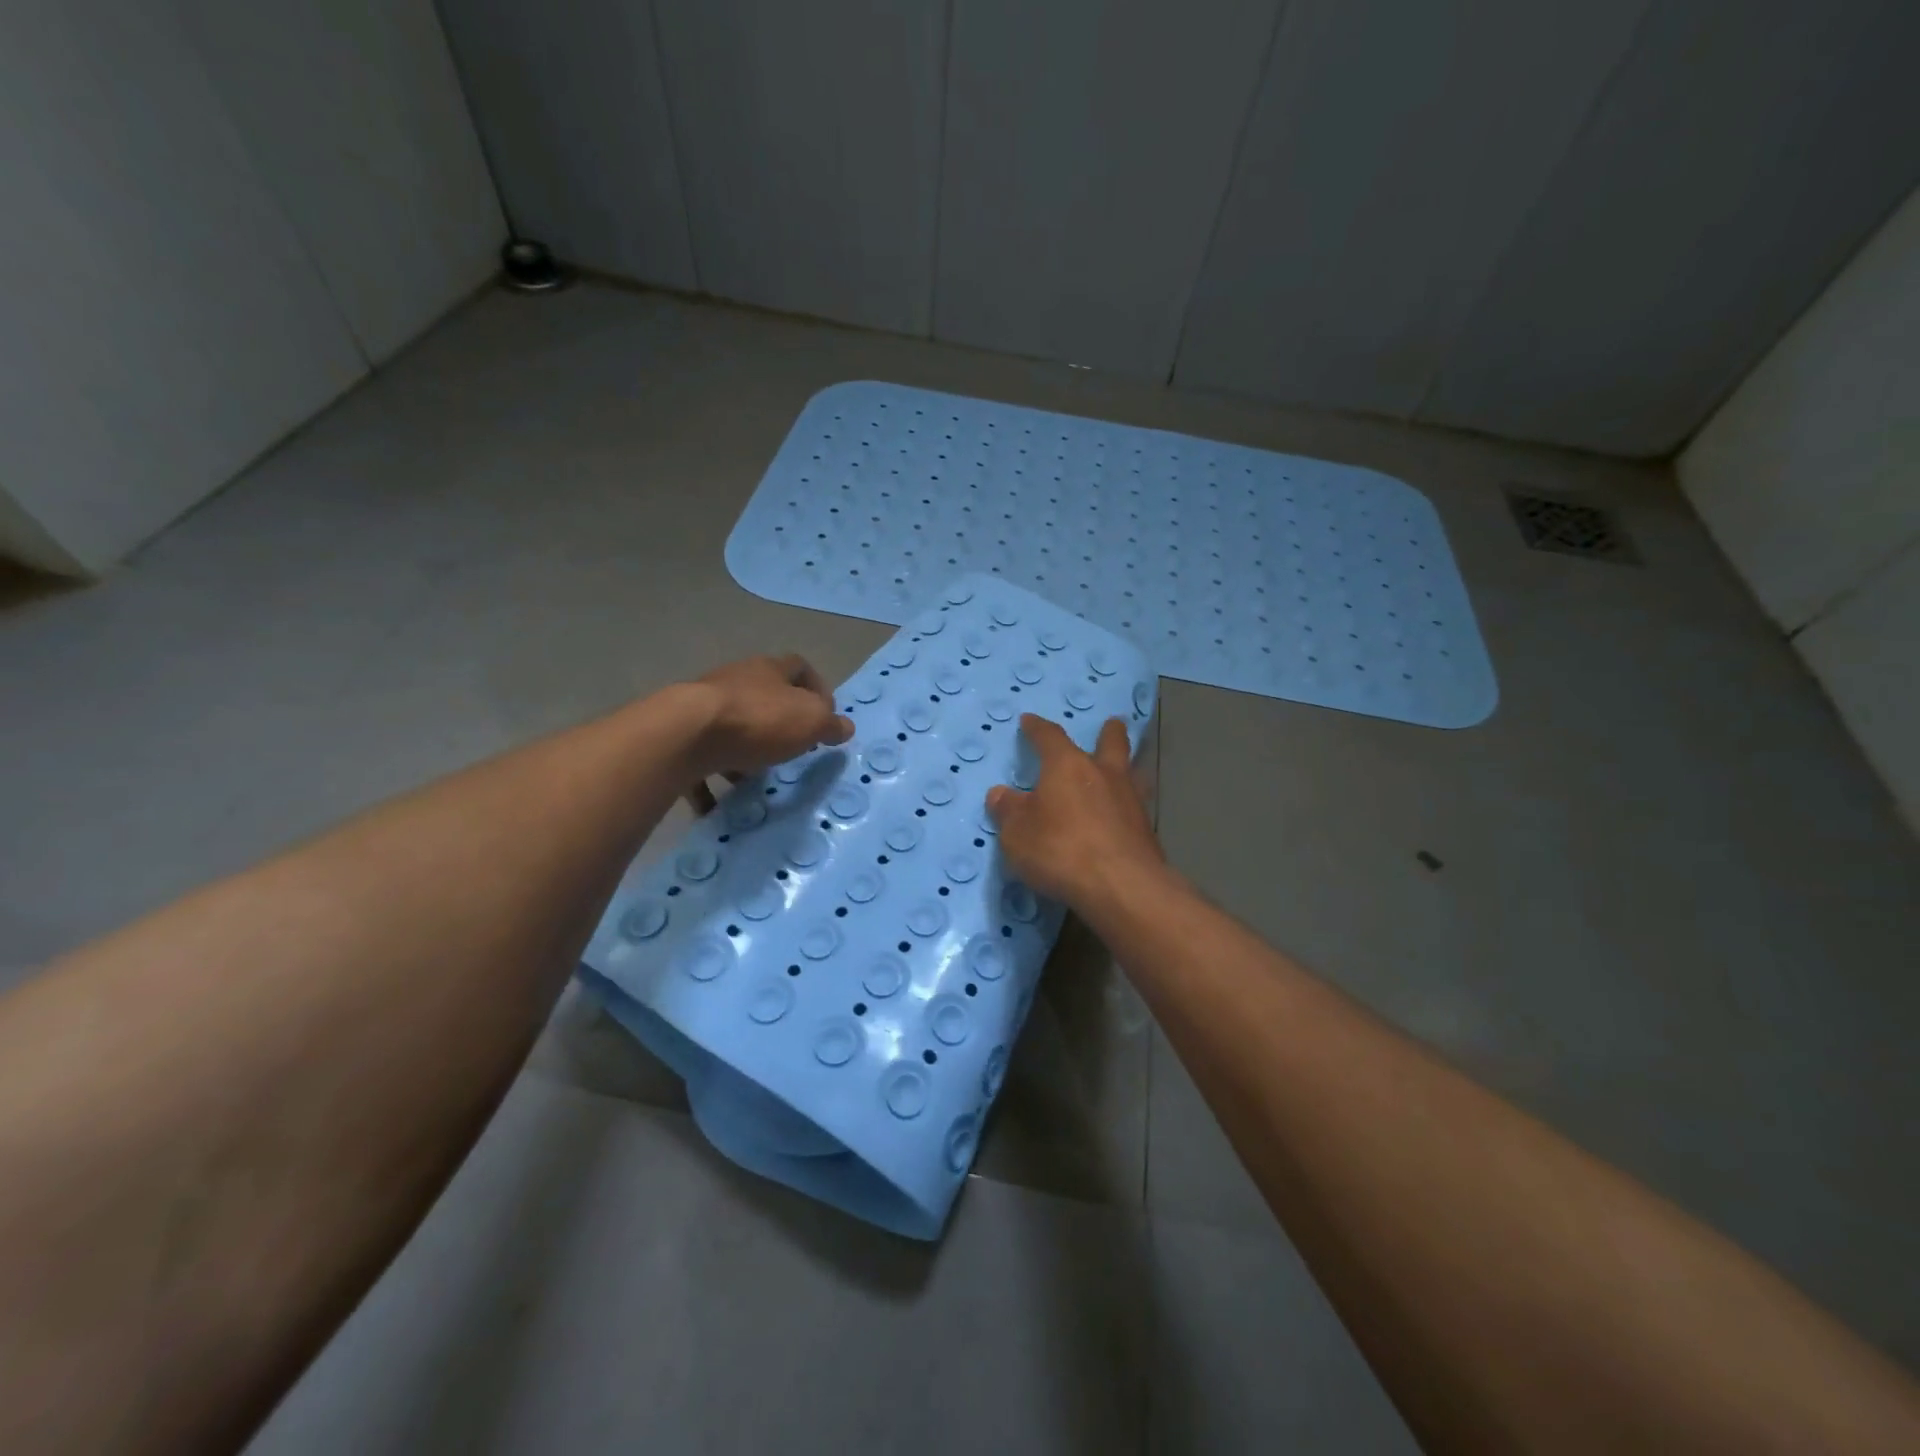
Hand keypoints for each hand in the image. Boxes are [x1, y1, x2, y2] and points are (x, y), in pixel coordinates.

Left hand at [680, 655, 852, 807]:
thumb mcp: (811, 721)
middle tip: (794, 753)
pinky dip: (711, 781)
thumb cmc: (759, 720)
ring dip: (745, 754)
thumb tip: (845, 727)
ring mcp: (704, 707)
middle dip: (780, 725)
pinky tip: (719, 805)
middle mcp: (736, 681)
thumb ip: (830, 724)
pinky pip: (702, 760)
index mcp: (769, 670)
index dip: (817, 689)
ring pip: (733, 729)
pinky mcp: (681, 736)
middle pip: (764, 698)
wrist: (687, 735)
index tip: (826, 718)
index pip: (799, 668)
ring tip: (757, 782)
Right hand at [986, 715, 1164, 912]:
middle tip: (1113, 723)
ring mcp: (1131, 801)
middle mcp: (1103, 774)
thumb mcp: (1017, 834)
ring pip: (1132, 772)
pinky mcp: (1147, 830)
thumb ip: (1008, 811)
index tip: (1029, 720)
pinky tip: (1124, 816)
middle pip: (1111, 743)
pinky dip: (1129, 805)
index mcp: (1067, 766)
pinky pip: (1137, 807)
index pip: (1050, 737)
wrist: (1121, 886)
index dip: (1038, 728)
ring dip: (1128, 766)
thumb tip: (1000, 793)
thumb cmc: (1061, 850)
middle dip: (1109, 732)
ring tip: (1127, 768)